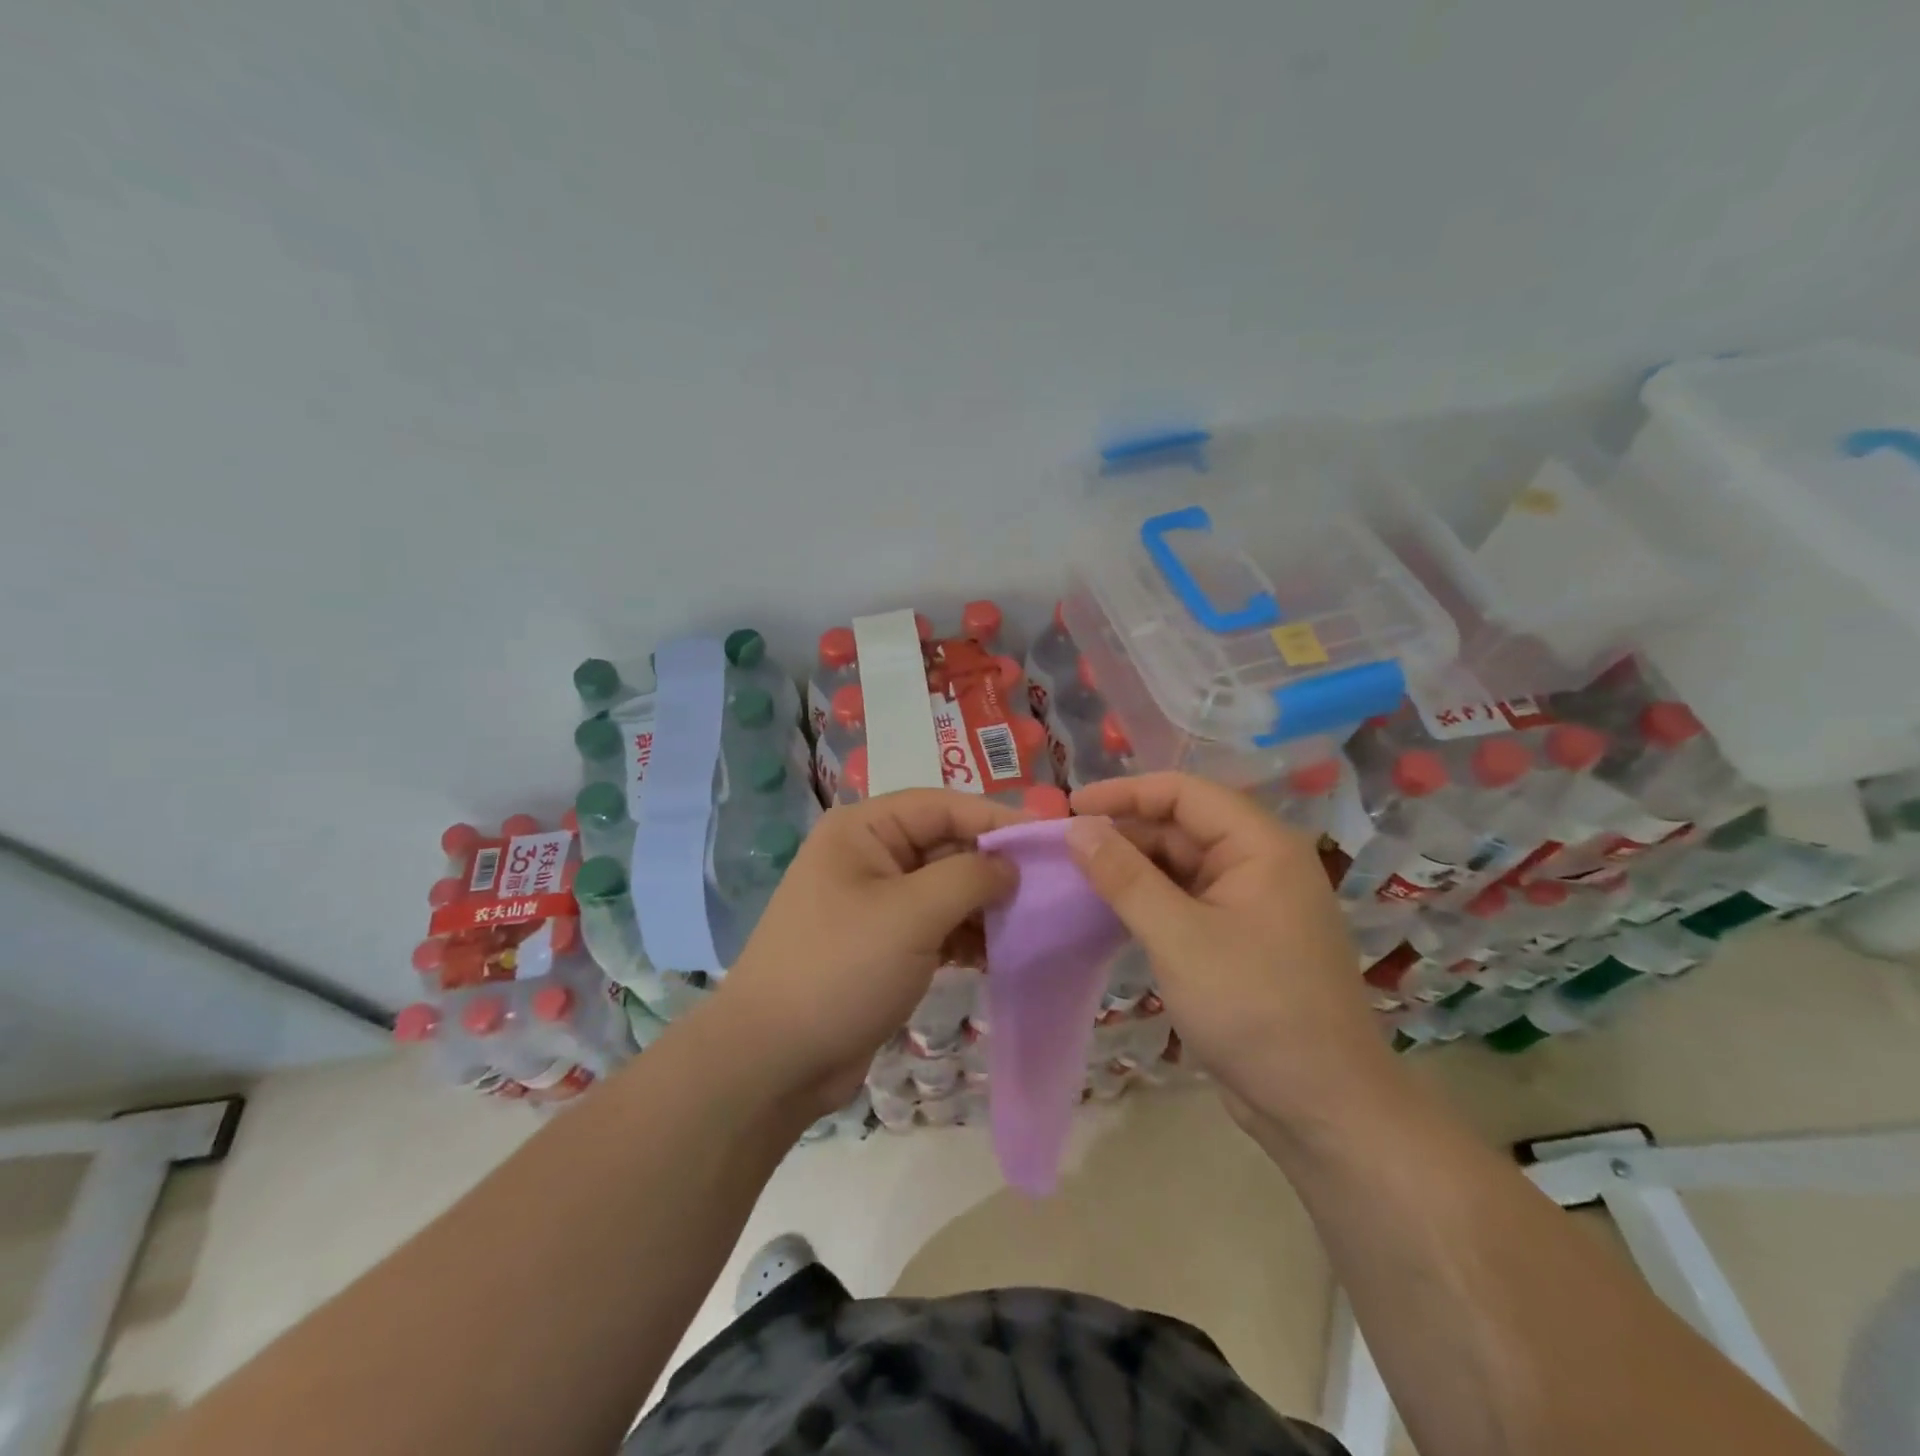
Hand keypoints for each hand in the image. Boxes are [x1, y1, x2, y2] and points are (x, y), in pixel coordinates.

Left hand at [713, 789, 1024, 1117]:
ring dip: (985, 906)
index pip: (942, 805)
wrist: (773, 1061)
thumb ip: (969, 877)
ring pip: (946, 889)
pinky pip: (937, 925)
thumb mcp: (911, 915)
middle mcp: (869, 856)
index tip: (1047, 841)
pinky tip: (998, 955)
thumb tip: (1010, 865)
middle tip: (1048, 890)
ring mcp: (876, 902)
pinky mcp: (884, 944)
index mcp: (864, 830)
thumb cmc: (840, 969)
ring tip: (1030, 926)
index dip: (995, 818)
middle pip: (946, 845)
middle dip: (993, 868)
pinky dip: (967, 936)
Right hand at [1067, 773, 1393, 1127]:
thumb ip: (1125, 877)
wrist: (1321, 1108)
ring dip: (1132, 868)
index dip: (1125, 793)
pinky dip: (1147, 900)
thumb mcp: (1179, 937)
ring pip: (1180, 865)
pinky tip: (1109, 909)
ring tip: (1076, 876)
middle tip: (1064, 849)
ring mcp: (1250, 903)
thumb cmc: (1254, 1009)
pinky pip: (1185, 900)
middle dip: (1124, 832)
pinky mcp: (1238, 939)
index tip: (1071, 808)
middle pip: (1181, 827)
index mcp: (1260, 846)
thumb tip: (1079, 827)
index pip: (1184, 793)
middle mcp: (1259, 863)